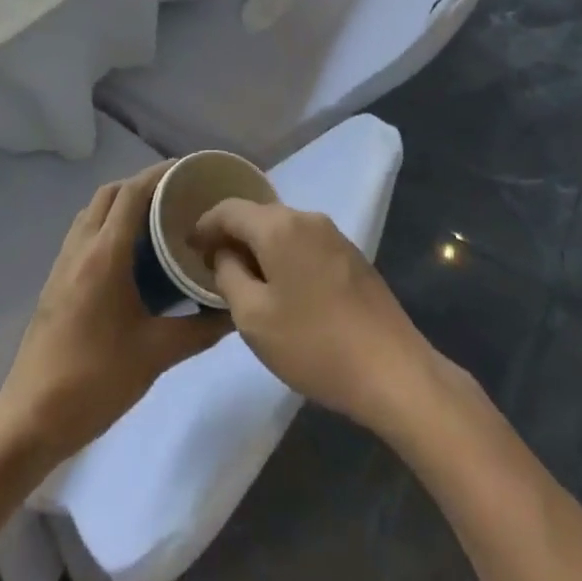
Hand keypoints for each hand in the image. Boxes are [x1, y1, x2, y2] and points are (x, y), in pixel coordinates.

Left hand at [0, 162, 230, 463]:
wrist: (32, 416)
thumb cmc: (96, 379)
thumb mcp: (156, 355)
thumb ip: (199, 330)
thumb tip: (233, 311)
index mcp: (105, 254)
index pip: (132, 193)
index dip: (159, 174)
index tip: (188, 170)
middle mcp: (81, 247)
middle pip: (110, 193)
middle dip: (142, 183)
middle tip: (176, 194)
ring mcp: (63, 263)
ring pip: (93, 211)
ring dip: (121, 202)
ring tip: (156, 218)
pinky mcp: (56, 281)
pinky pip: (84, 233)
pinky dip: (107, 224)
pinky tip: (129, 253)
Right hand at [188, 201, 441, 435]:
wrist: (393, 371)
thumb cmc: (314, 344)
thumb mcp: (253, 318)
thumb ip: (229, 276)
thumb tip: (225, 254)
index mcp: (279, 226)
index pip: (229, 209)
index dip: (204, 225)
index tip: (188, 247)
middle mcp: (307, 219)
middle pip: (258, 215)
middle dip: (232, 235)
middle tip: (211, 265)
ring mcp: (335, 236)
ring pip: (283, 230)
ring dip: (259, 247)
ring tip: (244, 278)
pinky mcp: (353, 257)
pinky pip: (305, 244)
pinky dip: (284, 256)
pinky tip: (283, 287)